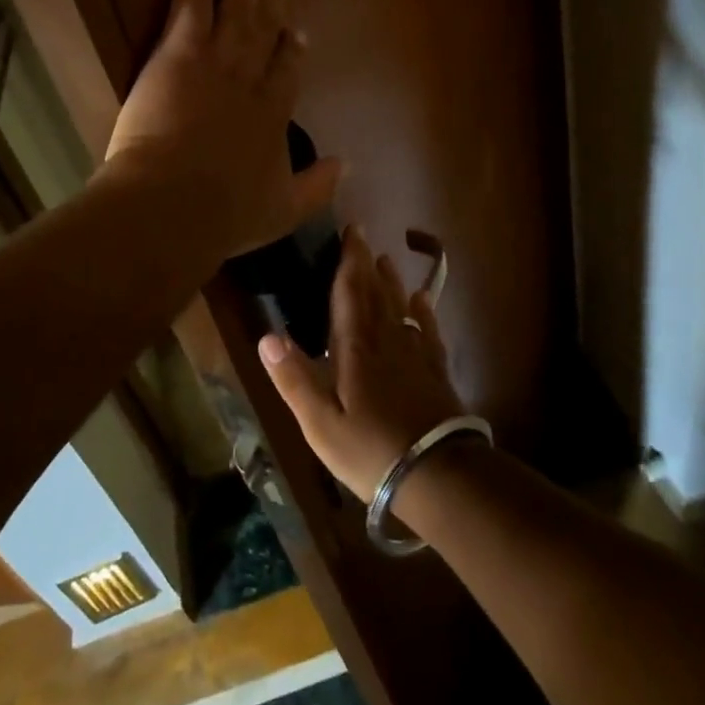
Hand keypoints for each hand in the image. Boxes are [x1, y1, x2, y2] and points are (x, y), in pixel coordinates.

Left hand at [104, 0, 341, 258]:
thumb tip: (347, 165)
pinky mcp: (181, 49)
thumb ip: (317, 187)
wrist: (174, 203)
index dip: (292, 49)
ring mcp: (218, 59)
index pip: (287, 71)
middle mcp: (252, 78)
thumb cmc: (226, 213)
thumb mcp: (283, 211)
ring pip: (238, 7)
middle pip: (267, 28)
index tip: (296, 32)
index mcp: (274, 114)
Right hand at [258, 226, 466, 500]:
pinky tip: (423, 300)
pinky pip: (428, 329)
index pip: (350, 293)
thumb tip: (267, 337)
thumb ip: (295, 380)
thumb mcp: (321, 424)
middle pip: (376, 292)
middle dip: (367, 263)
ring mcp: (415, 354)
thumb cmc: (370, 450)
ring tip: (387, 260)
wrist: (437, 473)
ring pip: (401, 306)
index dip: (349, 260)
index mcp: (356, 349)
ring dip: (392, 281)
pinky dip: (423, 310)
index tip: (351, 231)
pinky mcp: (435, 370)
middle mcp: (387, 340)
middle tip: (363, 236)